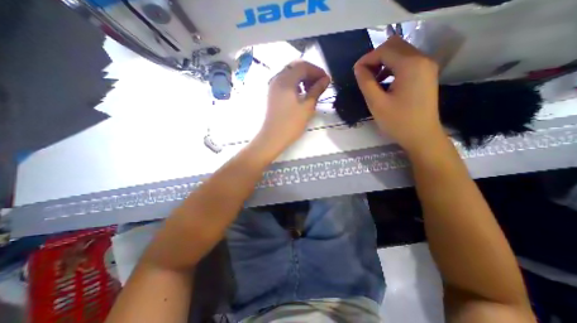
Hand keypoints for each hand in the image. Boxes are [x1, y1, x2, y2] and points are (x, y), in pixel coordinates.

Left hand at [256, 61, 327, 154]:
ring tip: (311, 90)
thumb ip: (317, 90)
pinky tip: (300, 94)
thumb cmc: (291, 124)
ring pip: (289, 74)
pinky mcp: (272, 94)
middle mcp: (277, 78)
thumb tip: (326, 79)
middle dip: (310, 73)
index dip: (317, 71)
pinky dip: (295, 83)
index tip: (327, 80)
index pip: (303, 66)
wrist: (273, 137)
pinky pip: (285, 82)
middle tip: (320, 84)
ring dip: (302, 78)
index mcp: (285, 80)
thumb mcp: (307, 107)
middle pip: (295, 67)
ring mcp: (273, 86)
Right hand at [355, 36, 442, 153]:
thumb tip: (358, 68)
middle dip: (375, 57)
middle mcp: (422, 59)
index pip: (384, 50)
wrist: (421, 136)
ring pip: (401, 52)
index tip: (355, 72)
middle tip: (364, 74)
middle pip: (395, 46)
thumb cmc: (398, 122)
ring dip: (384, 62)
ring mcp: (427, 66)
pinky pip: (407, 62)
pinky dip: (392, 67)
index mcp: (411, 65)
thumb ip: (366, 82)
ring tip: (372, 80)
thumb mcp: (376, 103)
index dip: (367, 59)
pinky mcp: (426, 74)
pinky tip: (385, 82)